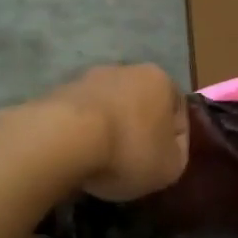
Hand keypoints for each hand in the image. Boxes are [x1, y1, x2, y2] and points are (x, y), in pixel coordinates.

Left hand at [39, 64, 188, 201]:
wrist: (64, 138)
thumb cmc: (128, 149)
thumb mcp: (170, 167)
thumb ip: (177, 156)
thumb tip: (169, 151)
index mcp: (161, 80)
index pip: (178, 112)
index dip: (174, 142)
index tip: (162, 165)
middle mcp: (127, 69)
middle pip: (141, 105)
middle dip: (139, 130)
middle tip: (133, 162)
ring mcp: (90, 78)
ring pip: (109, 108)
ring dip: (110, 129)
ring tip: (102, 161)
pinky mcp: (59, 91)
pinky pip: (80, 116)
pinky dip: (82, 133)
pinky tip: (78, 155)